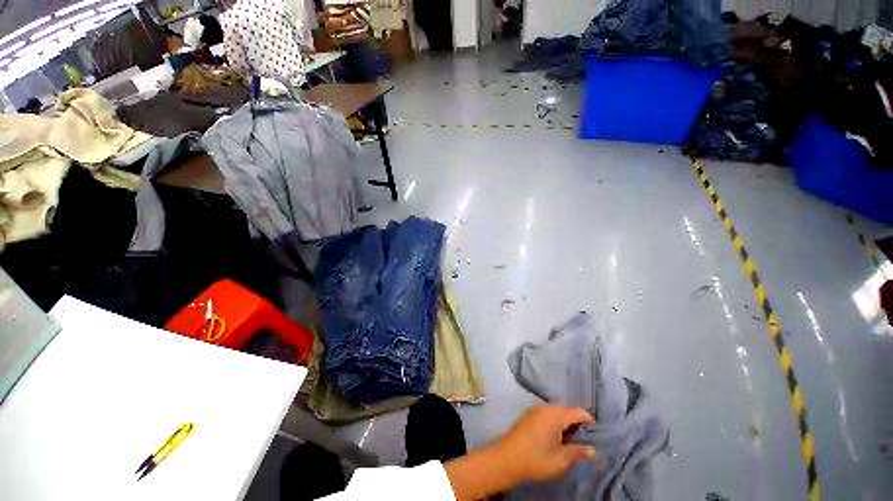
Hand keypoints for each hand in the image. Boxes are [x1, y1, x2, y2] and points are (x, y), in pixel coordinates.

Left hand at [495, 406, 596, 483]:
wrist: (507, 458)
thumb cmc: (536, 458)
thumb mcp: (561, 460)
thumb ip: (579, 452)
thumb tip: (592, 450)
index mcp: (554, 414)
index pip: (578, 411)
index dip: (589, 421)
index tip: (596, 435)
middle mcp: (544, 407)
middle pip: (566, 410)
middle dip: (577, 424)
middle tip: (583, 441)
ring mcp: (534, 410)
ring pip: (556, 413)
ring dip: (565, 424)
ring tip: (570, 442)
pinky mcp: (527, 415)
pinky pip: (546, 415)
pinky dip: (554, 423)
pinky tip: (555, 438)